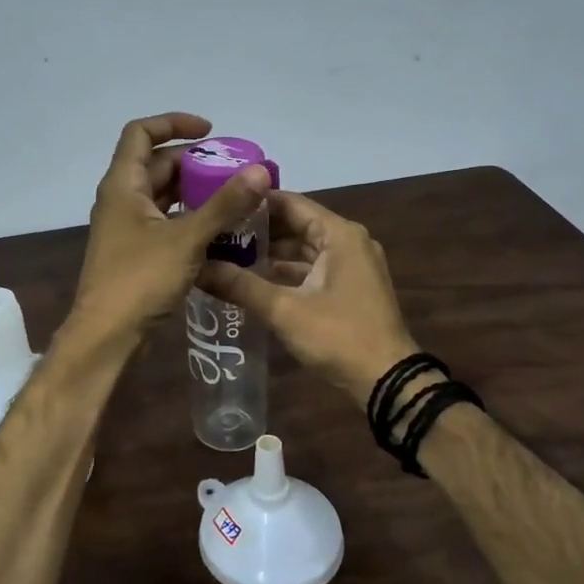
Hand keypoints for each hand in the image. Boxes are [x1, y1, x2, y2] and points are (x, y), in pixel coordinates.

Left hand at [70, 113, 271, 346]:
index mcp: (123, 185)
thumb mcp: (187, 239)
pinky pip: (166, 223)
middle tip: (234, 171)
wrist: (107, 336)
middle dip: (196, 162)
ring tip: (235, 198)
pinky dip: (190, 219)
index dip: (174, 123)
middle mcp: (121, 200)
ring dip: (196, 193)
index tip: (211, 132)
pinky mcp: (136, 253)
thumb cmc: (140, 280)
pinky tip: (220, 231)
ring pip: (164, 196)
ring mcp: (127, 228)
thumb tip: (261, 171)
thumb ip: (225, 205)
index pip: (141, 133)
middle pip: (157, 165)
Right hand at [197, 190, 418, 402]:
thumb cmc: (338, 336)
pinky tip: (252, 280)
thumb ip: (240, 285)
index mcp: (339, 234)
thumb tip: (196, 267)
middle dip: (257, 230)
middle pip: (296, 224)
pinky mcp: (349, 288)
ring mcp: (351, 265)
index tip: (218, 204)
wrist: (387, 380)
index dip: (253, 202)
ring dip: (269, 253)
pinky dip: (285, 272)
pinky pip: (311, 269)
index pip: (289, 203)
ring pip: (303, 249)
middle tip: (215, 232)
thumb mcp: (284, 310)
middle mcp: (347, 241)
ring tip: (225, 254)